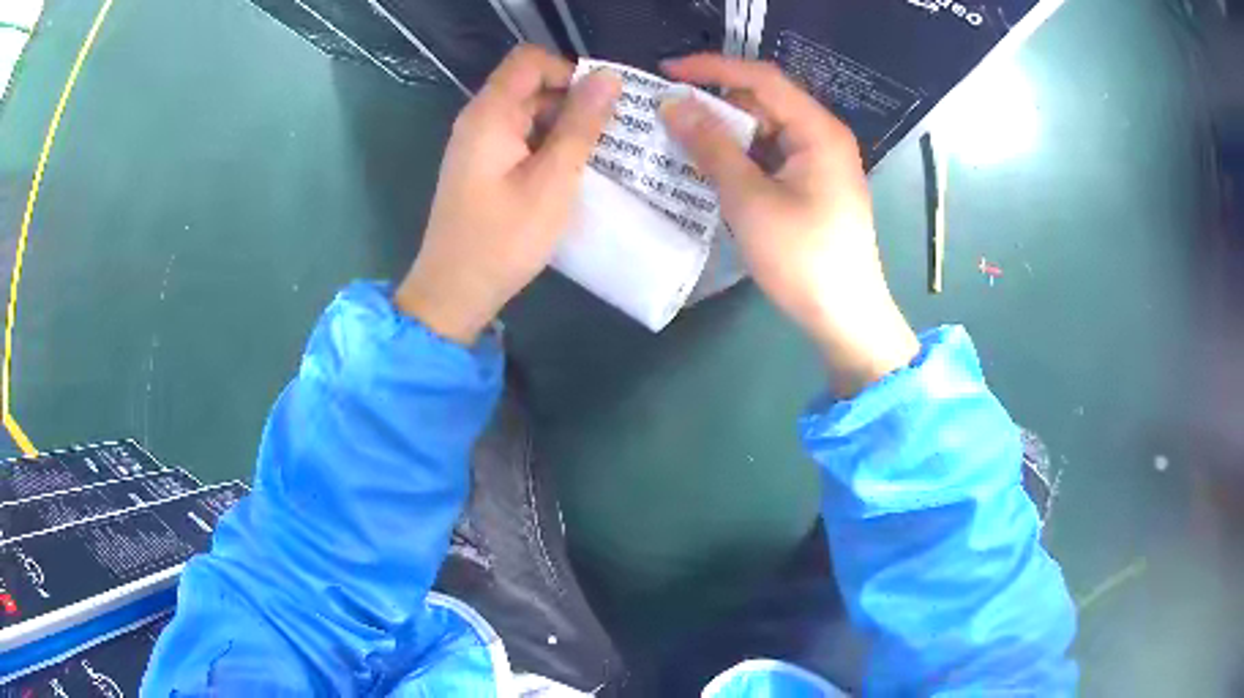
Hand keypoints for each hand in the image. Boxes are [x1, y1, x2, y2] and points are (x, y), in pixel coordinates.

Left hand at [395, 46, 620, 343]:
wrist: (454, 291)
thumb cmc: (504, 238)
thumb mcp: (553, 180)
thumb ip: (581, 125)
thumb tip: (608, 77)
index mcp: (490, 114)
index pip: (531, 61)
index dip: (569, 71)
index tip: (600, 105)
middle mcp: (479, 120)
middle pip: (530, 85)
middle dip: (573, 101)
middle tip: (610, 135)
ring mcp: (478, 145)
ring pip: (528, 113)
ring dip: (564, 126)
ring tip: (598, 156)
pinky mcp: (482, 167)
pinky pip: (520, 139)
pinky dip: (548, 146)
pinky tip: (571, 172)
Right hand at [660, 55, 918, 396]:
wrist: (845, 318)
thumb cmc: (802, 258)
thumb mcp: (749, 200)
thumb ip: (711, 147)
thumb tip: (673, 105)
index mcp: (818, 130)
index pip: (762, 78)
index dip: (712, 69)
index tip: (667, 72)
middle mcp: (823, 136)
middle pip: (764, 102)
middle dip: (716, 104)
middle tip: (667, 115)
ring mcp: (820, 162)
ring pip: (765, 131)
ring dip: (725, 133)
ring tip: (679, 142)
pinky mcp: (813, 186)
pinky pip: (771, 157)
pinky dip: (741, 158)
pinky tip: (710, 170)